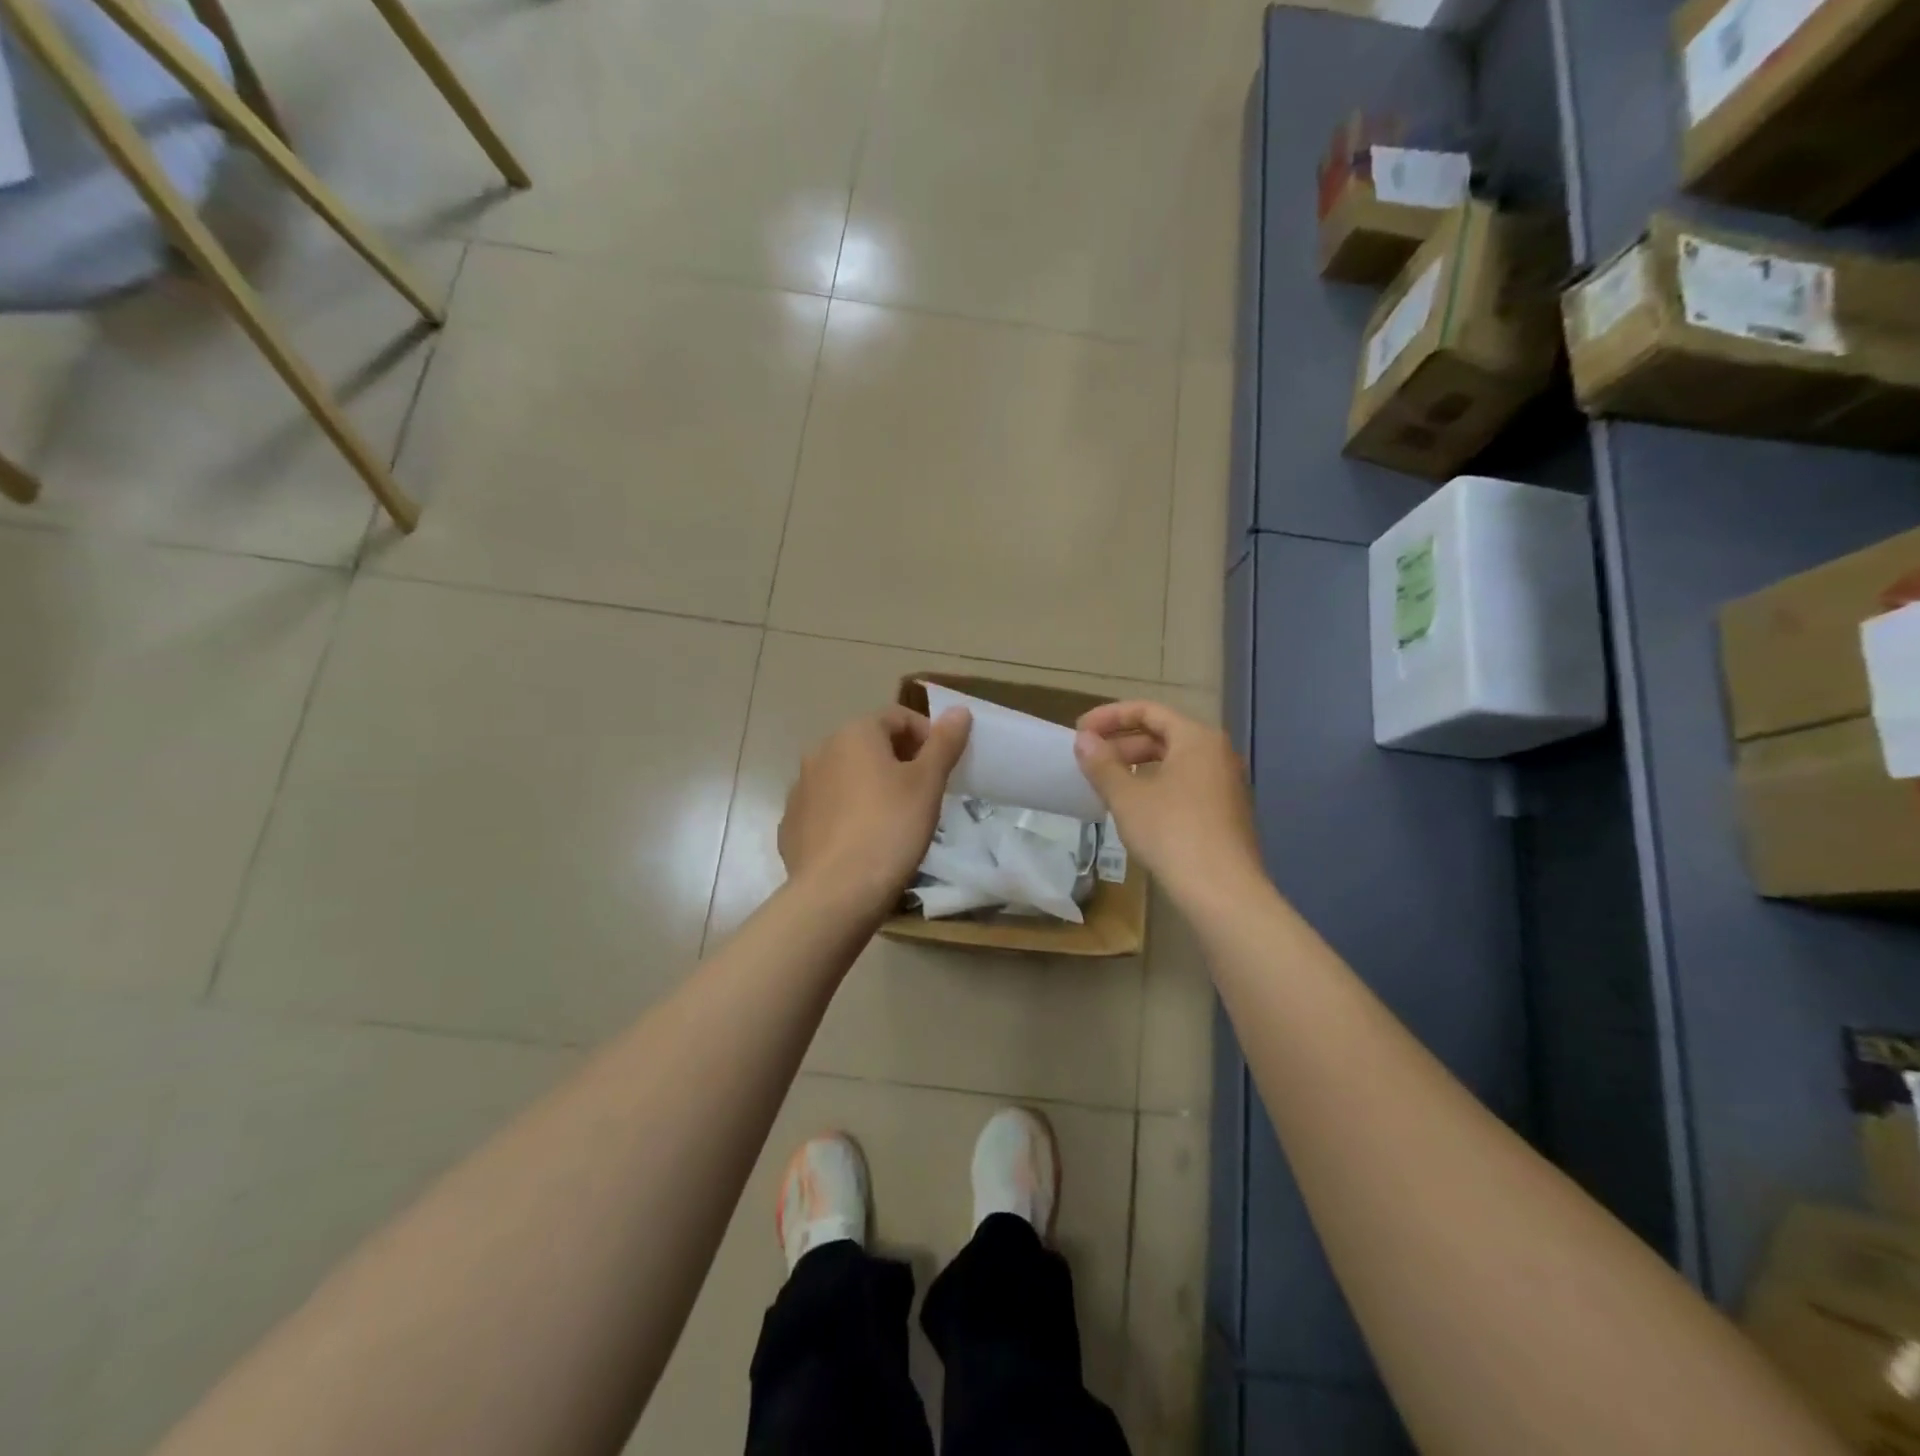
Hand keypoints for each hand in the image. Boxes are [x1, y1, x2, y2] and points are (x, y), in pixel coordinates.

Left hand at [779, 705, 972, 917]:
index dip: (926, 736)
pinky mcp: (791, 824)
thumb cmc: (890, 828)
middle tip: (923, 794)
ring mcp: (800, 789)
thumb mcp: (928, 784)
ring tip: (893, 820)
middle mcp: (820, 752)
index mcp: (854, 734)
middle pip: (868, 745)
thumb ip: (944, 743)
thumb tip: (959, 710)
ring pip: (845, 777)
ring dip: (869, 787)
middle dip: (898, 761)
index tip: (943, 766)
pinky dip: (845, 814)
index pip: (897, 717)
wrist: (836, 892)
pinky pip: (826, 808)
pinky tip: (861, 842)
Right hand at [1073, 701, 1264, 909]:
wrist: (1222, 891)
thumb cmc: (1172, 833)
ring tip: (1107, 783)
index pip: (1148, 711)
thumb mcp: (1127, 797)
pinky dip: (1156, 785)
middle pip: (1163, 734)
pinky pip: (1185, 784)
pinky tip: (1135, 809)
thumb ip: (1102, 764)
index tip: (1080, 731)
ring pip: (1174, 762)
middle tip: (1090, 759)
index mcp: (1197, 738)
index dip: (1110, 717)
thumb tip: (1084, 740)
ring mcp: (1226, 784)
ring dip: (1137, 766)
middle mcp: (1217, 753)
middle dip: (1122, 743)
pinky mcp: (1226, 813)